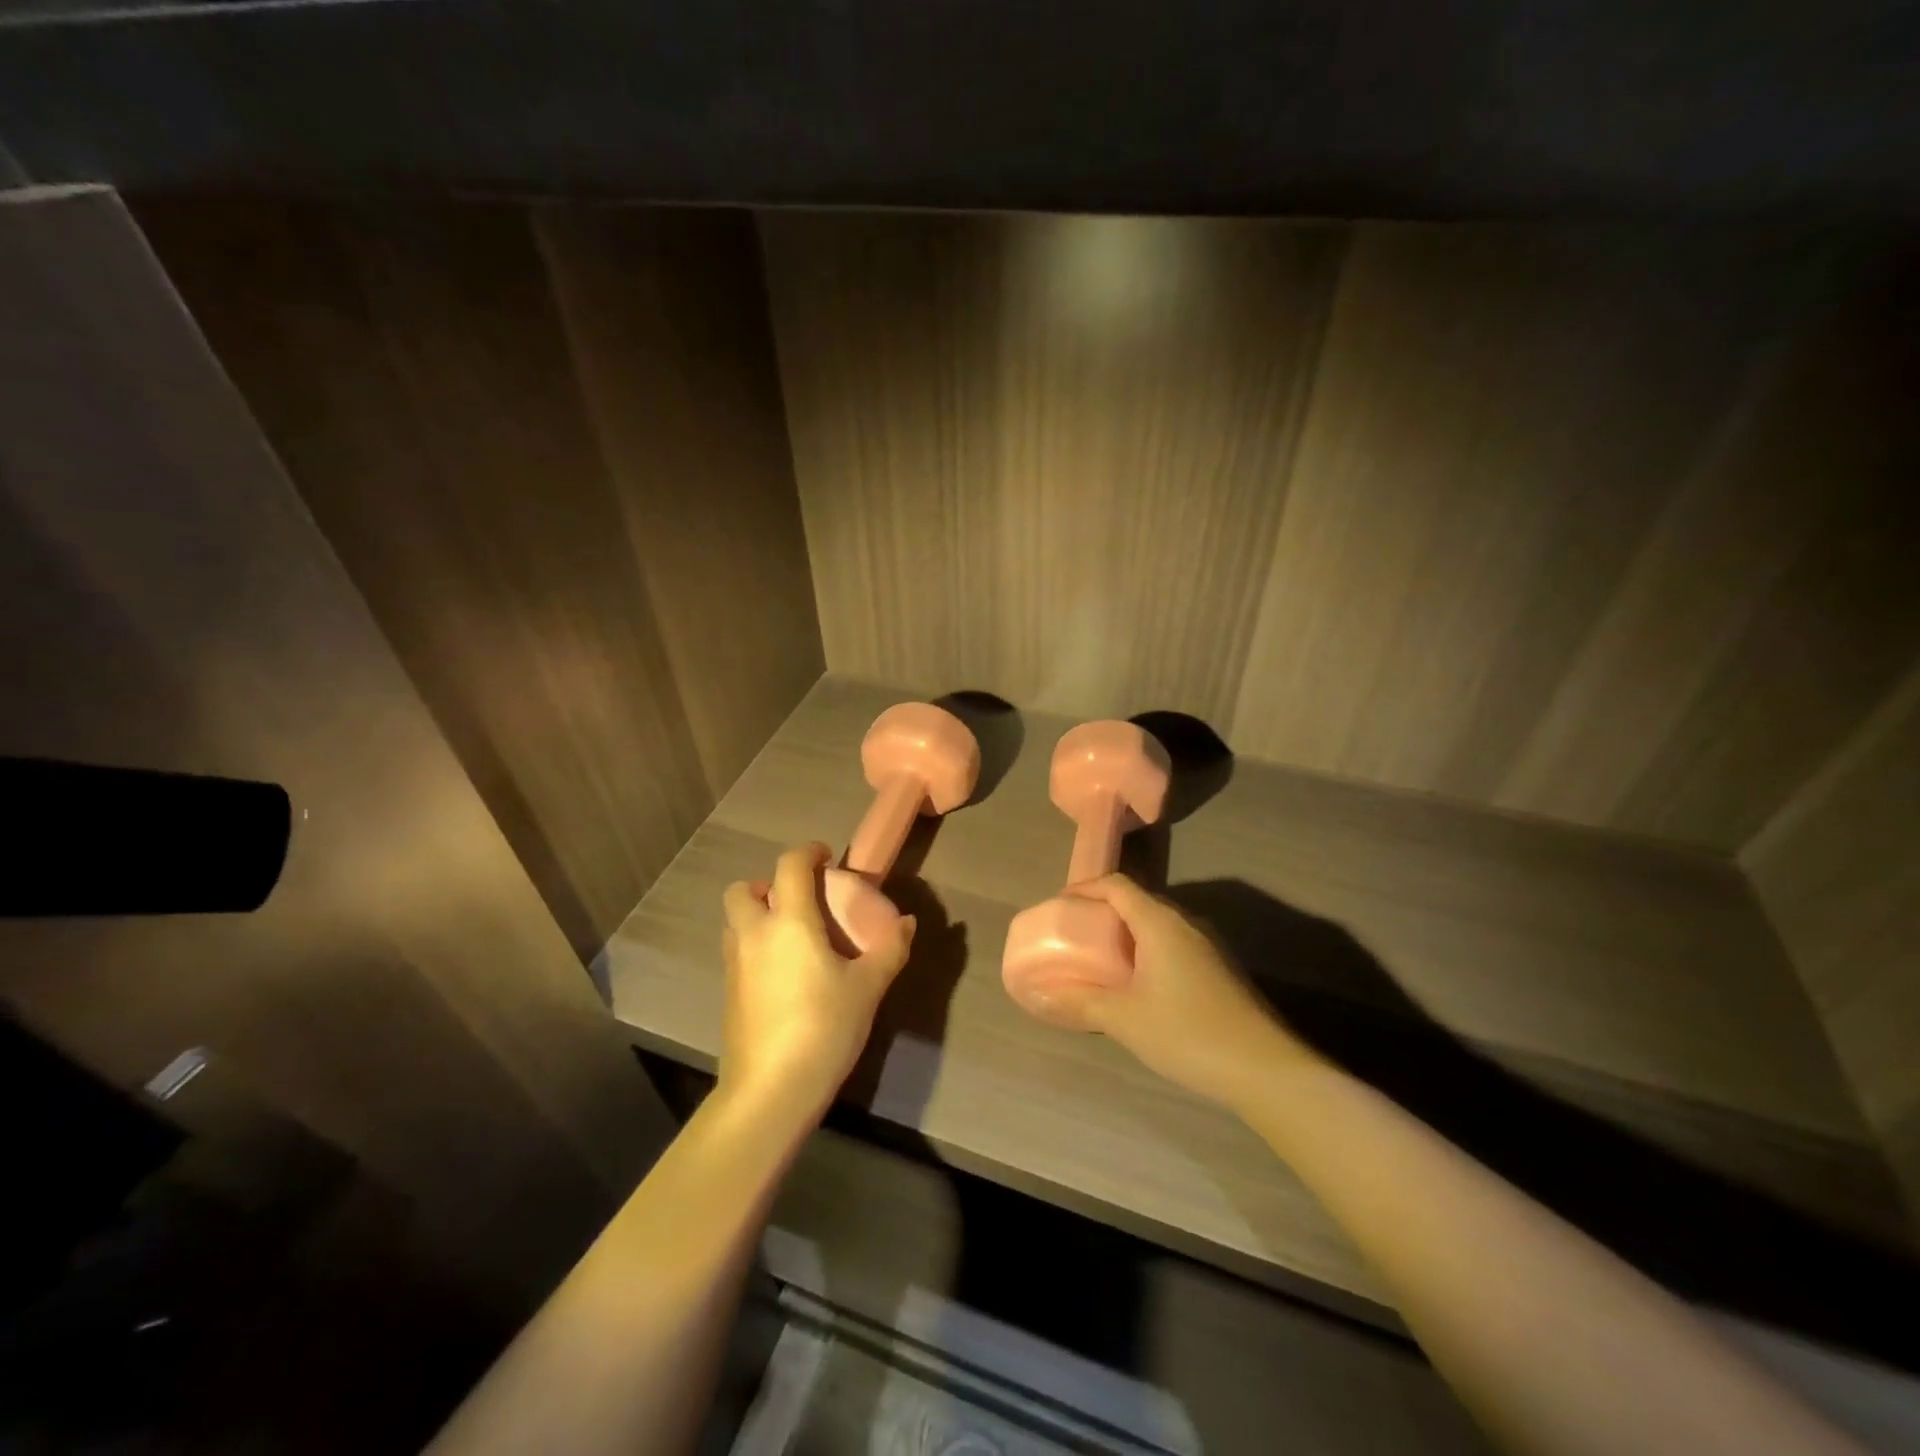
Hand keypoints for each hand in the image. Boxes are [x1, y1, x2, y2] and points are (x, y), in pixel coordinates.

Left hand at [719, 843, 916, 1122]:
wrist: (771, 1090)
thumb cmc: (824, 1027)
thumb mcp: (868, 988)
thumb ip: (890, 949)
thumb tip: (908, 922)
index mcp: (789, 921)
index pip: (790, 865)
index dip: (809, 852)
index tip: (827, 858)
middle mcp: (754, 933)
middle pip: (743, 889)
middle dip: (768, 885)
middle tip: (800, 901)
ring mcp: (735, 964)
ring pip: (735, 921)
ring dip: (757, 915)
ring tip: (792, 936)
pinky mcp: (728, 993)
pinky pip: (737, 951)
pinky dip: (755, 946)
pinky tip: (783, 974)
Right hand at [1021, 875, 1318, 1109]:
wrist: (1266, 1070)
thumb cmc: (1188, 1033)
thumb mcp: (1125, 1018)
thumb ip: (1080, 1001)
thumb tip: (1039, 992)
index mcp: (1161, 922)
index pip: (1117, 885)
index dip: (1085, 889)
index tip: (1059, 906)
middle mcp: (1186, 923)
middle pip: (1138, 901)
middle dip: (1103, 912)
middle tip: (1076, 935)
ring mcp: (1208, 945)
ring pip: (1158, 925)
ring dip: (1127, 934)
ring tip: (1102, 960)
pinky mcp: (1220, 969)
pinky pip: (1174, 944)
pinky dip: (1148, 951)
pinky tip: (1140, 986)